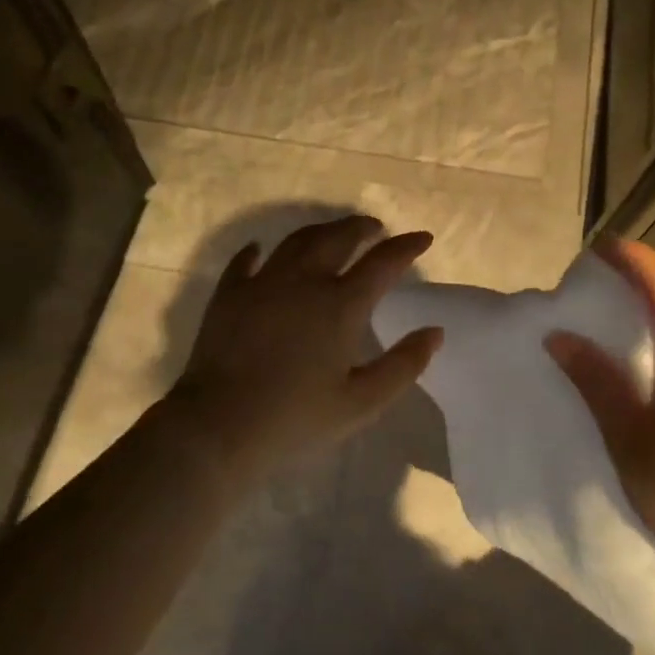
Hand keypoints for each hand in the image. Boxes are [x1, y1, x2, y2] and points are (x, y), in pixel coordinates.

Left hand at [168, 216, 442, 473]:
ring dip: (320, 231)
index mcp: (340, 305)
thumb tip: (435, 332)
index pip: (383, 262)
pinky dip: (257, 251)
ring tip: (331, 234)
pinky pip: (245, 261)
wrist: (219, 426)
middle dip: (361, 228)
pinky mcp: (228, 294)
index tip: (423, 238)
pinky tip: (260, 250)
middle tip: (375, 228)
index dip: (407, 247)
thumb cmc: (296, 419)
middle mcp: (303, 281)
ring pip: (296, 241)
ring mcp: (262, 283)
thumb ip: (403, 365)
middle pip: (338, 238)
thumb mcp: (362, 402)